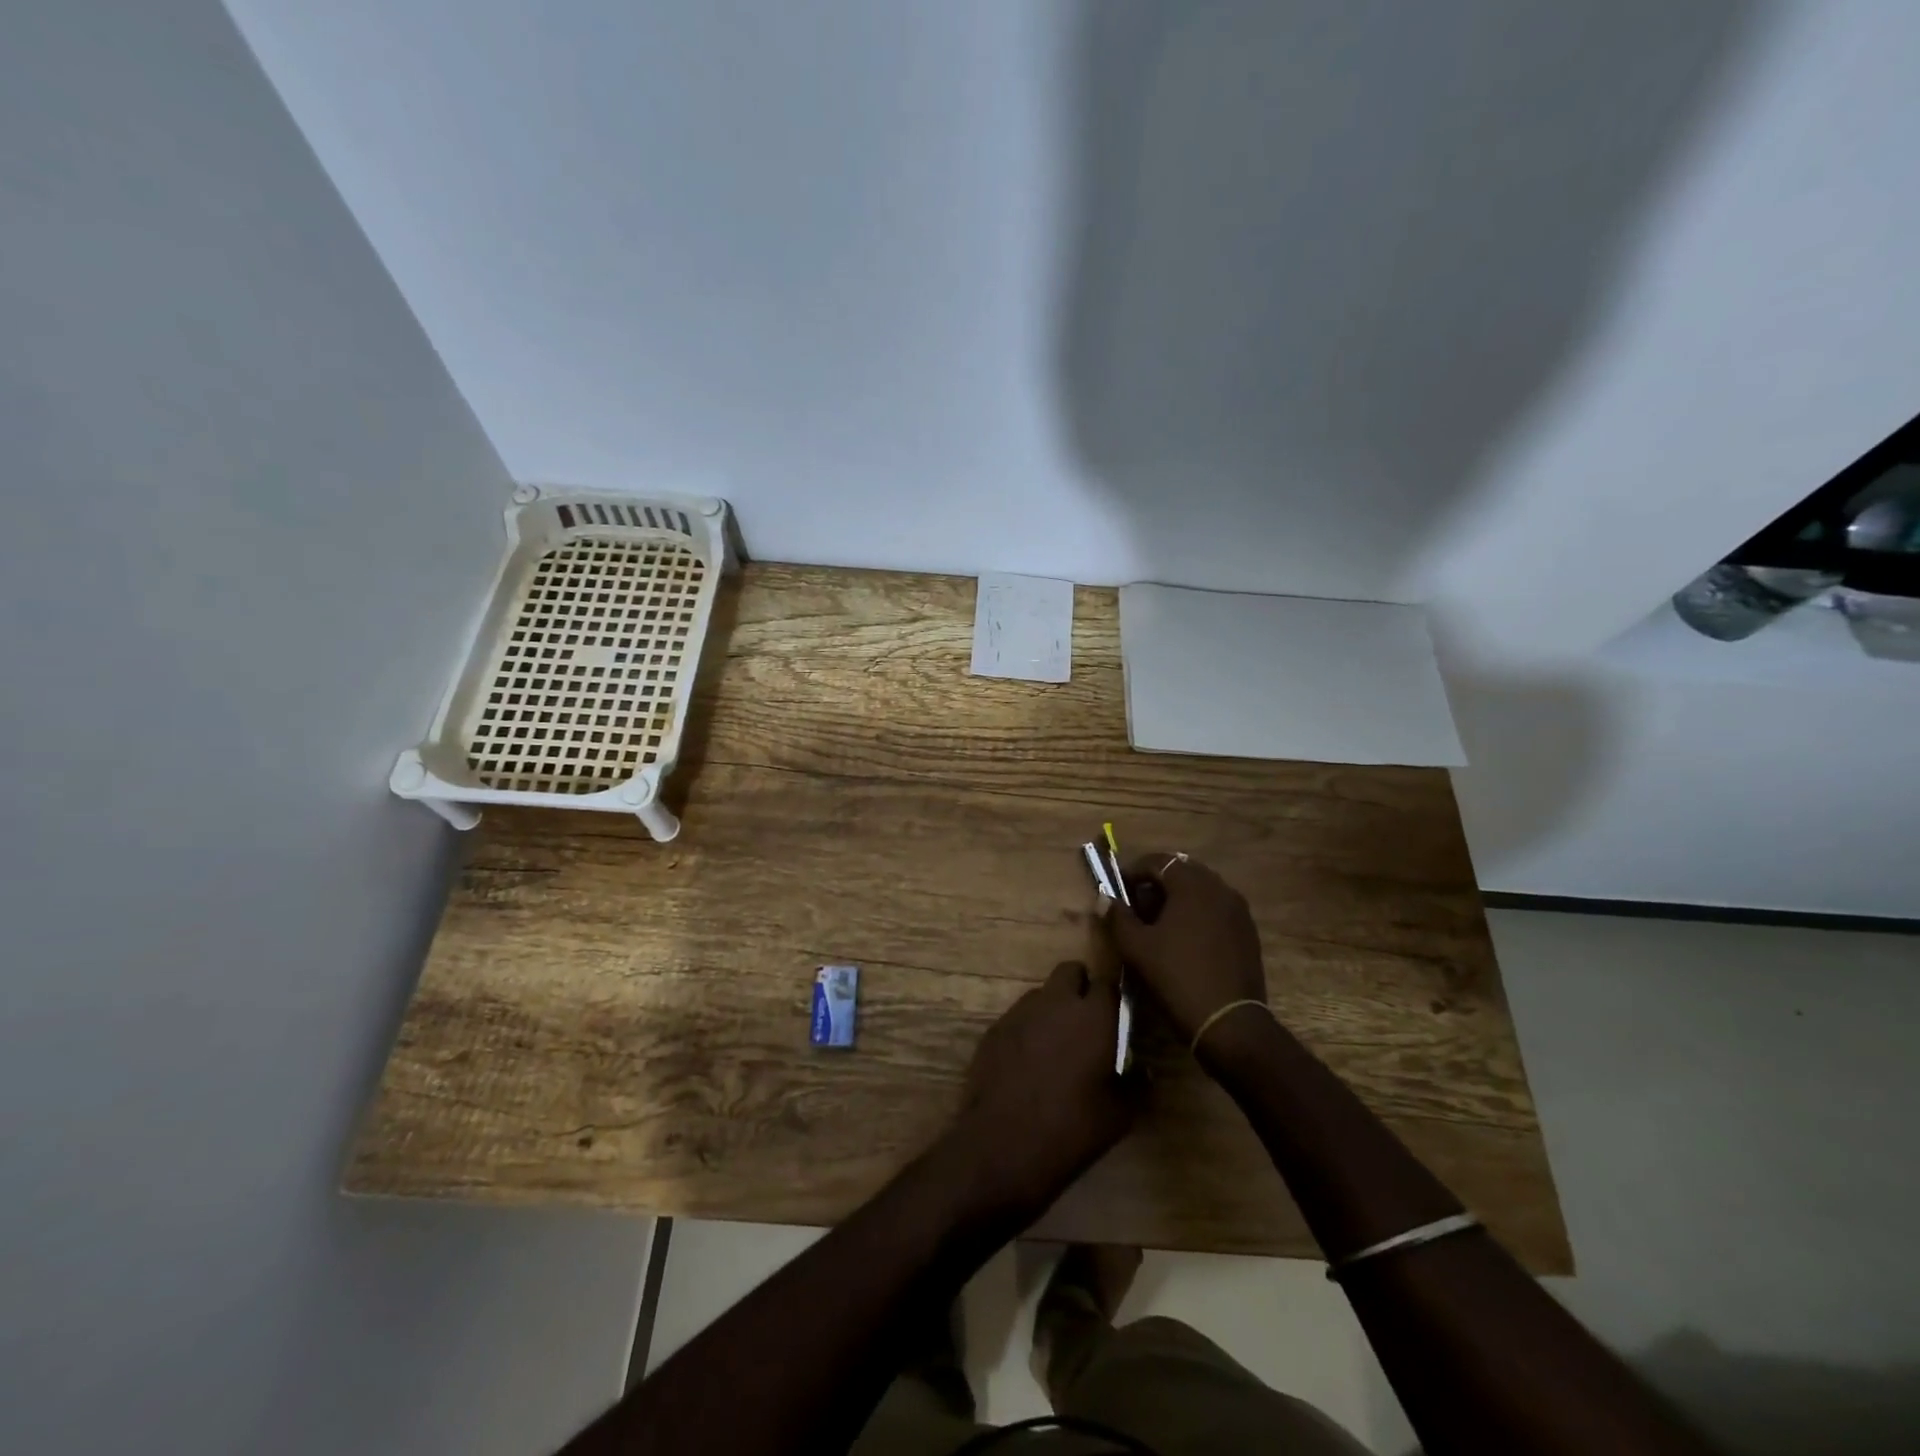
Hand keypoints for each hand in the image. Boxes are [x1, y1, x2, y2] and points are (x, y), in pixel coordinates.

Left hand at [950, 961, 1136, 1223]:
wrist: (1003, 1144)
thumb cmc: (1071, 1128)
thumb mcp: (1118, 1115)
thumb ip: (1135, 1084)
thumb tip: (1143, 1072)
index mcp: (1093, 1016)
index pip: (1108, 983)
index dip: (1113, 998)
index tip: (1117, 1018)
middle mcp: (1056, 1002)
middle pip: (1070, 971)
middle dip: (1080, 987)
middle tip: (1087, 1022)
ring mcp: (1020, 1012)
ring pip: (1042, 993)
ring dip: (1052, 1008)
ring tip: (1056, 1046)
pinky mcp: (994, 1028)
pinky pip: (1018, 1016)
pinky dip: (1027, 1029)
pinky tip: (1027, 1062)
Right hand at [1105, 854, 1267, 1044]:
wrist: (1230, 1023)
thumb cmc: (1178, 977)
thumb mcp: (1137, 947)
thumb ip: (1117, 917)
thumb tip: (1105, 897)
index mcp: (1192, 884)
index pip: (1157, 861)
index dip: (1133, 872)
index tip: (1118, 892)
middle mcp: (1219, 888)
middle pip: (1181, 873)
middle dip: (1156, 885)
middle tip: (1136, 909)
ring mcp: (1238, 910)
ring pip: (1200, 891)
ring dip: (1176, 900)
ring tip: (1158, 926)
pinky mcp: (1248, 932)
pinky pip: (1216, 910)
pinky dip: (1196, 915)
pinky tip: (1184, 941)